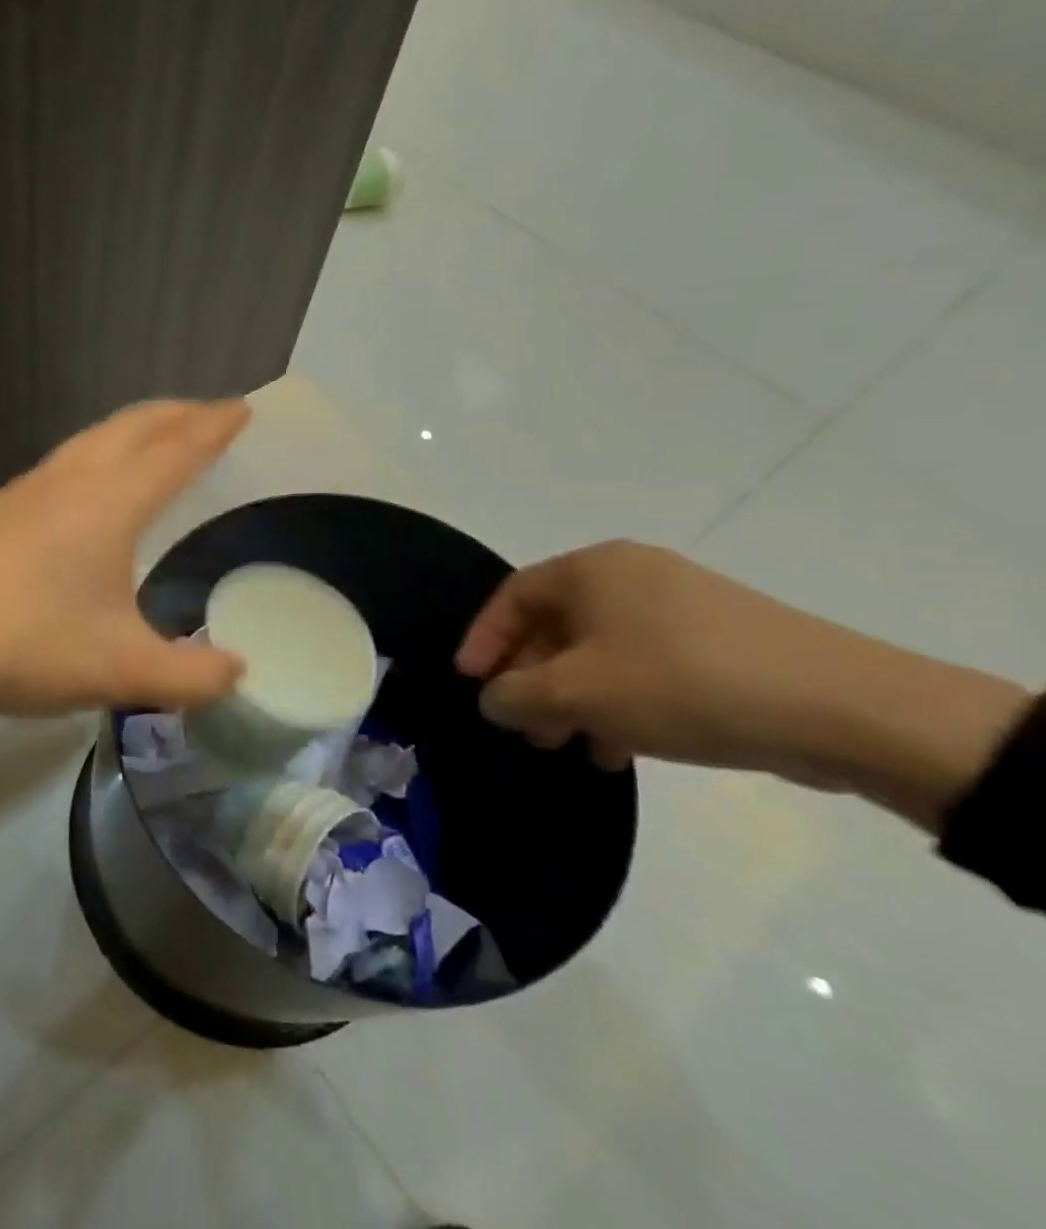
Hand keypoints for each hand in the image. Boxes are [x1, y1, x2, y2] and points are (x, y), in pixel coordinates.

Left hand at [0, 399, 249, 748]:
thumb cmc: (25, 645)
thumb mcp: (121, 671)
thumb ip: (190, 676)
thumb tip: (238, 672)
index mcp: (110, 502)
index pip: (176, 450)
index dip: (213, 428)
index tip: (241, 408)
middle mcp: (70, 480)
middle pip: (133, 426)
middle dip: (177, 414)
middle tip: (209, 413)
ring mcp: (26, 489)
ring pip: (92, 438)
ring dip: (134, 429)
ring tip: (157, 438)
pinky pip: (64, 461)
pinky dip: (98, 452)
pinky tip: (89, 485)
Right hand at [455, 540, 1027, 830]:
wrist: (844, 708)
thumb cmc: (680, 683)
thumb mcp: (577, 693)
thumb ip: (515, 695)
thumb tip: (493, 698)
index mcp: (592, 569)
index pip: (513, 596)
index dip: (484, 640)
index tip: (471, 683)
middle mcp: (632, 575)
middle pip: (556, 625)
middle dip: (532, 679)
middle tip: (525, 728)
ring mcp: (682, 605)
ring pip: (600, 651)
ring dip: (575, 698)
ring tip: (572, 746)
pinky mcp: (721, 640)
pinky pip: (645, 664)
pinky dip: (621, 701)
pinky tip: (623, 746)